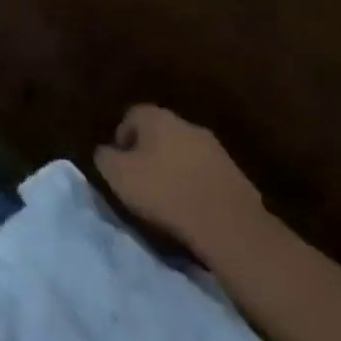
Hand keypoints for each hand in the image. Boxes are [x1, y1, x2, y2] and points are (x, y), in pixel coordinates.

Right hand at [94, 103, 261, 254]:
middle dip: (149, 152)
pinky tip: (192, 207)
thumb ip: (104, 157)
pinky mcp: (235, 174)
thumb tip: (105, 152)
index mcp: (156, 118)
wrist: (228, 224)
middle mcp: (186, 124)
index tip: (119, 165)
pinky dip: (196, 184)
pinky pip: (206, 174)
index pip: (131, 116)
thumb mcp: (118, 176)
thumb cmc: (164, 192)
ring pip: (185, 152)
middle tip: (141, 179)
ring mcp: (215, 148)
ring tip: (167, 196)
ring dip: (175, 168)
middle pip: (160, 133)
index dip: (122, 139)